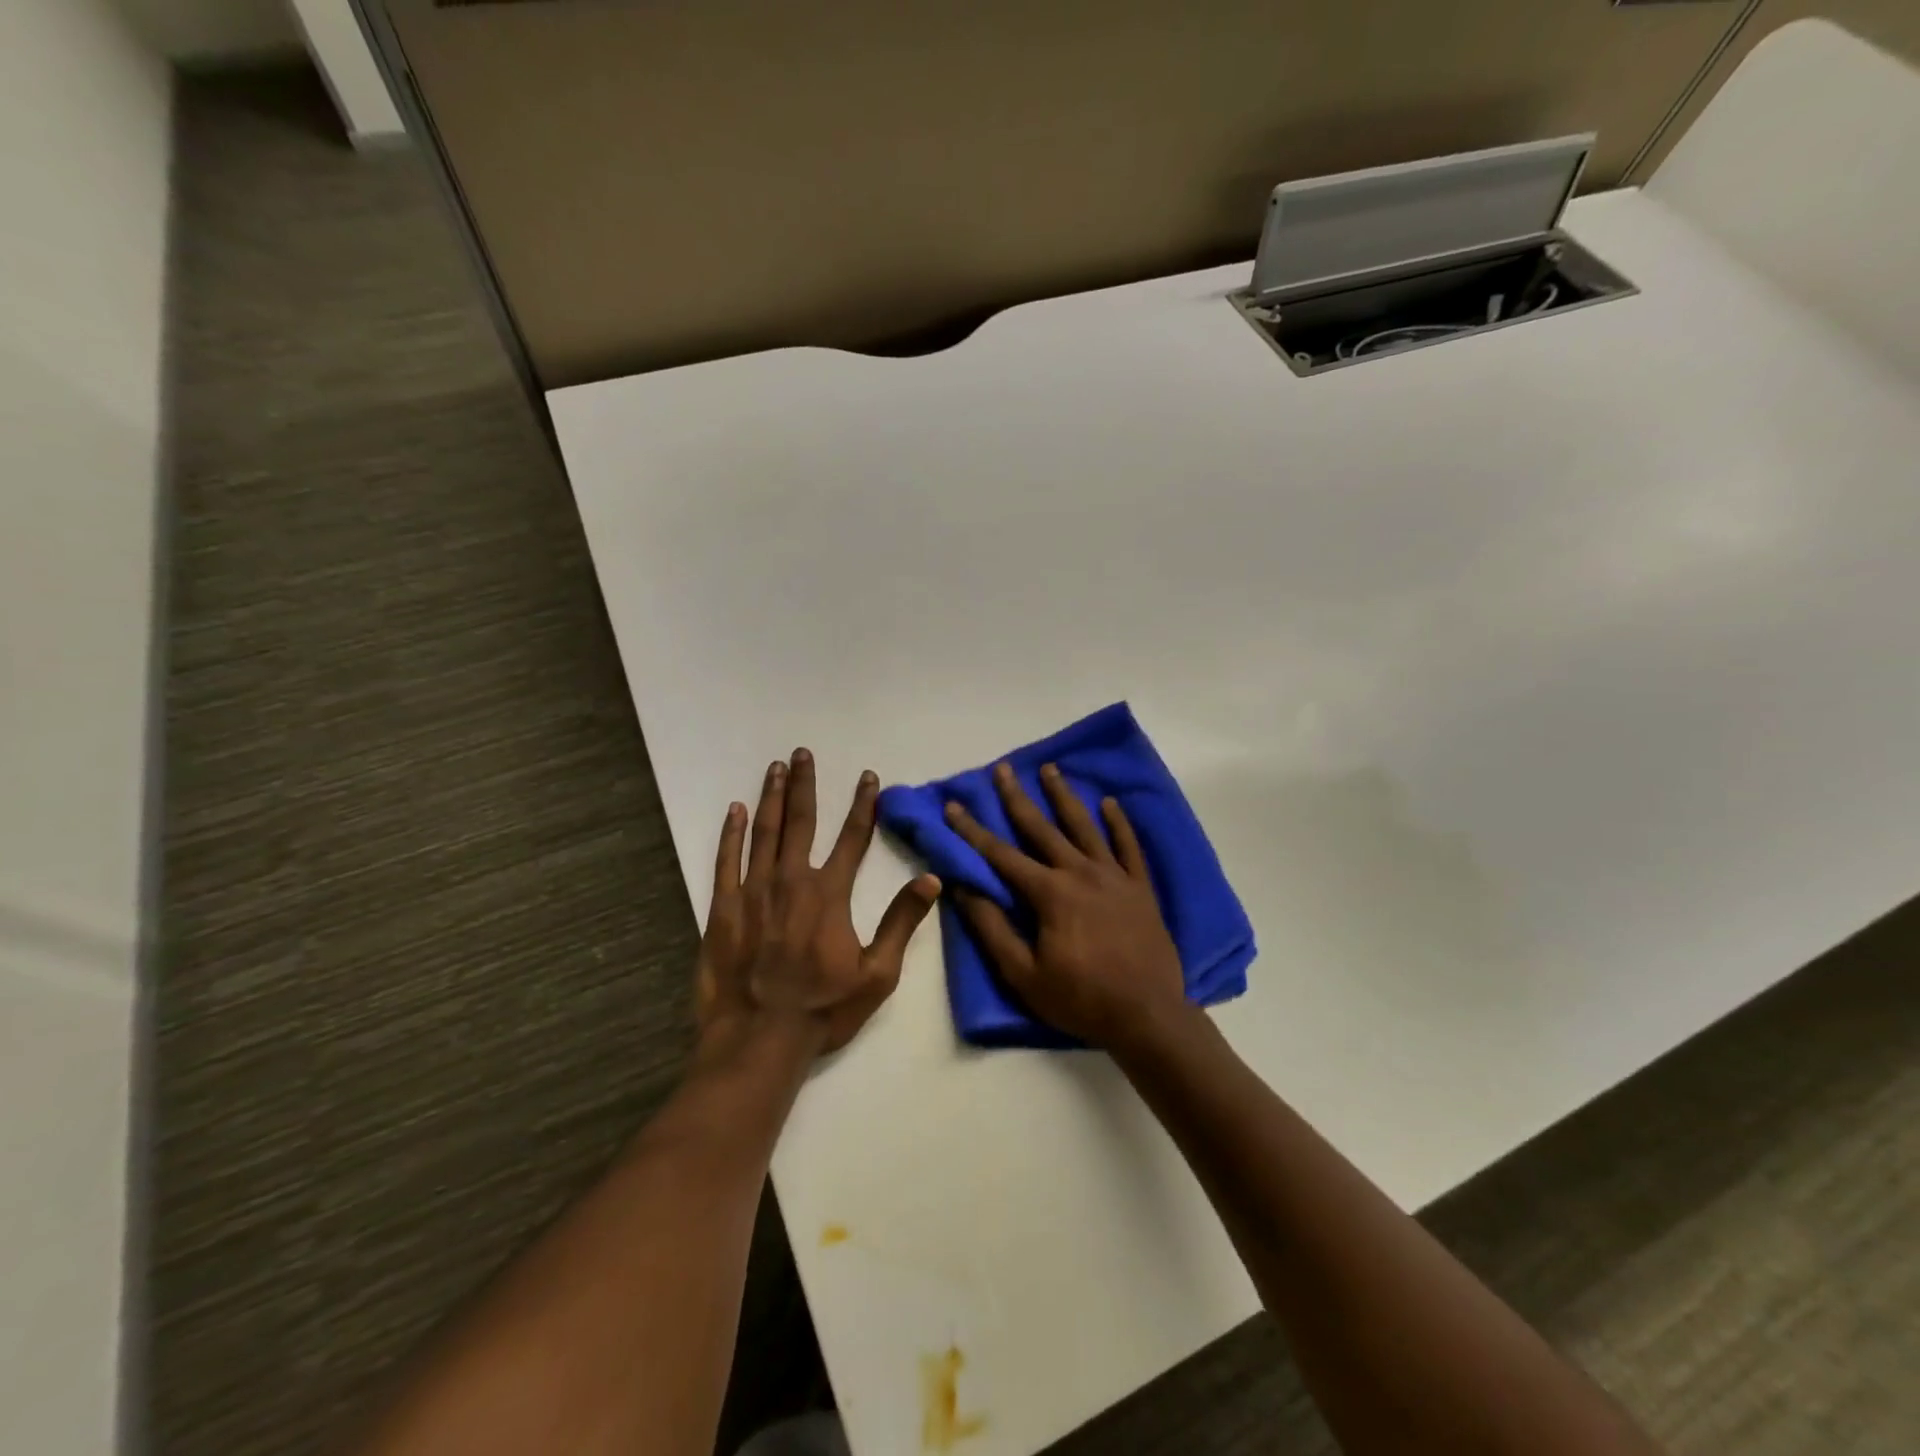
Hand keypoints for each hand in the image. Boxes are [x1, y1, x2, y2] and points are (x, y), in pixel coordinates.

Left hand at [698, 749, 940, 1058]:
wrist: (758, 1040)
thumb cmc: (822, 1009)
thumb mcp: (877, 973)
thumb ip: (902, 922)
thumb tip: (932, 880)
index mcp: (830, 894)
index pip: (852, 838)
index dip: (862, 805)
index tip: (868, 777)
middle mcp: (791, 880)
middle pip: (801, 821)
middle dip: (804, 785)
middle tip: (802, 753)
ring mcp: (753, 891)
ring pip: (763, 832)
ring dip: (770, 797)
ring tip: (775, 768)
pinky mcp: (723, 908)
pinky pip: (726, 861)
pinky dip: (730, 833)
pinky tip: (734, 810)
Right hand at [944, 762, 1188, 1048]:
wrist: (1148, 1016)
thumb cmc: (1080, 999)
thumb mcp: (1024, 974)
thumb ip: (992, 929)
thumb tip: (963, 890)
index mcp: (1049, 893)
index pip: (1001, 854)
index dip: (973, 830)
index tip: (954, 805)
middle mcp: (1080, 872)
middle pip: (1042, 827)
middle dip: (1017, 797)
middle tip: (1003, 768)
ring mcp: (1114, 876)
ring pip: (1085, 826)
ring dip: (1065, 796)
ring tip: (1051, 769)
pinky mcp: (1141, 887)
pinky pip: (1129, 846)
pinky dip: (1119, 823)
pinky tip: (1110, 803)